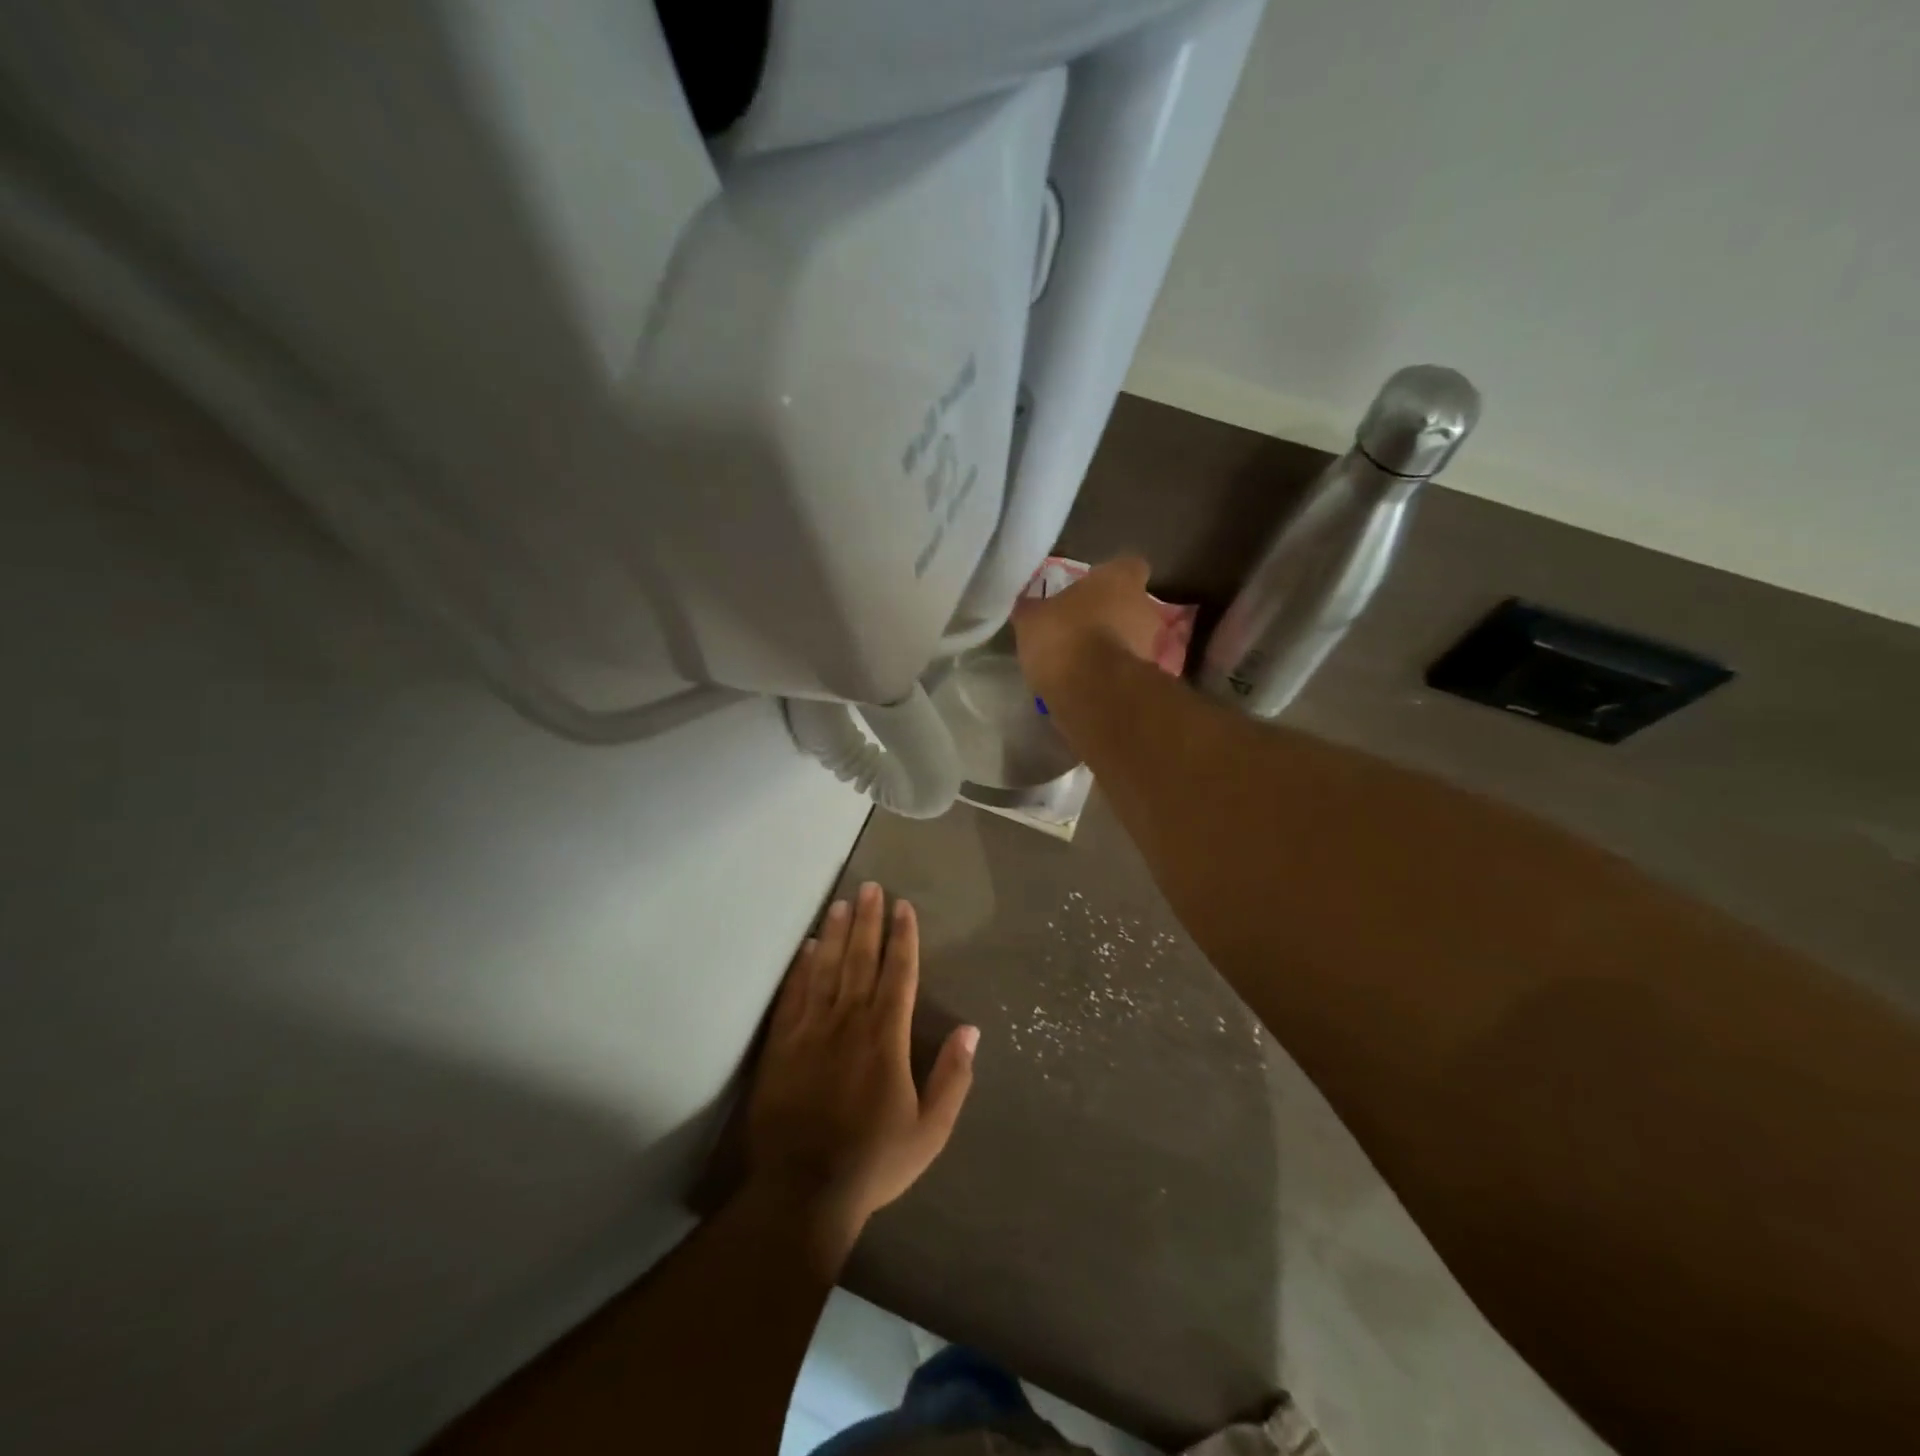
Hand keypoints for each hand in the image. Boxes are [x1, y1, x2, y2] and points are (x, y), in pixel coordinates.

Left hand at [747, 882, 977, 1239]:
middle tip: (872, 887)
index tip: (904, 907)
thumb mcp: (930, 1130)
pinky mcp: (781, 1045)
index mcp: (886, 1037)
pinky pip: (794, 995)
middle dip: (869, 921)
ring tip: (843, 902)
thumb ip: (953, 1078)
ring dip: (837, 933)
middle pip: (861, 960)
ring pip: (827, 968)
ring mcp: (811, 1030)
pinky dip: (802, 967)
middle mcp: (849, 1021)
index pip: (899, 974)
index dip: (903, 938)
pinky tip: (809, 947)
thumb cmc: (873, 1161)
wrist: (802, 1191)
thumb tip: (972, 1030)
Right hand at [1014, 557, 1163, 694]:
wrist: (1092, 690)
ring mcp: (1151, 644)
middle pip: (1132, 605)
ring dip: (1115, 645)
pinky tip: (1089, 682)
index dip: (1110, 577)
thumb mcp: (1031, 619)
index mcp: (1119, 579)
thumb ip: (1033, 609)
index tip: (1091, 590)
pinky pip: (1128, 668)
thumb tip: (1026, 605)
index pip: (1127, 566)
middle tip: (1082, 627)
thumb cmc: (1064, 637)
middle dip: (1112, 615)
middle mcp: (1145, 606)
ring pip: (1133, 638)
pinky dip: (1114, 672)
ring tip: (1084, 660)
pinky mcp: (1147, 678)